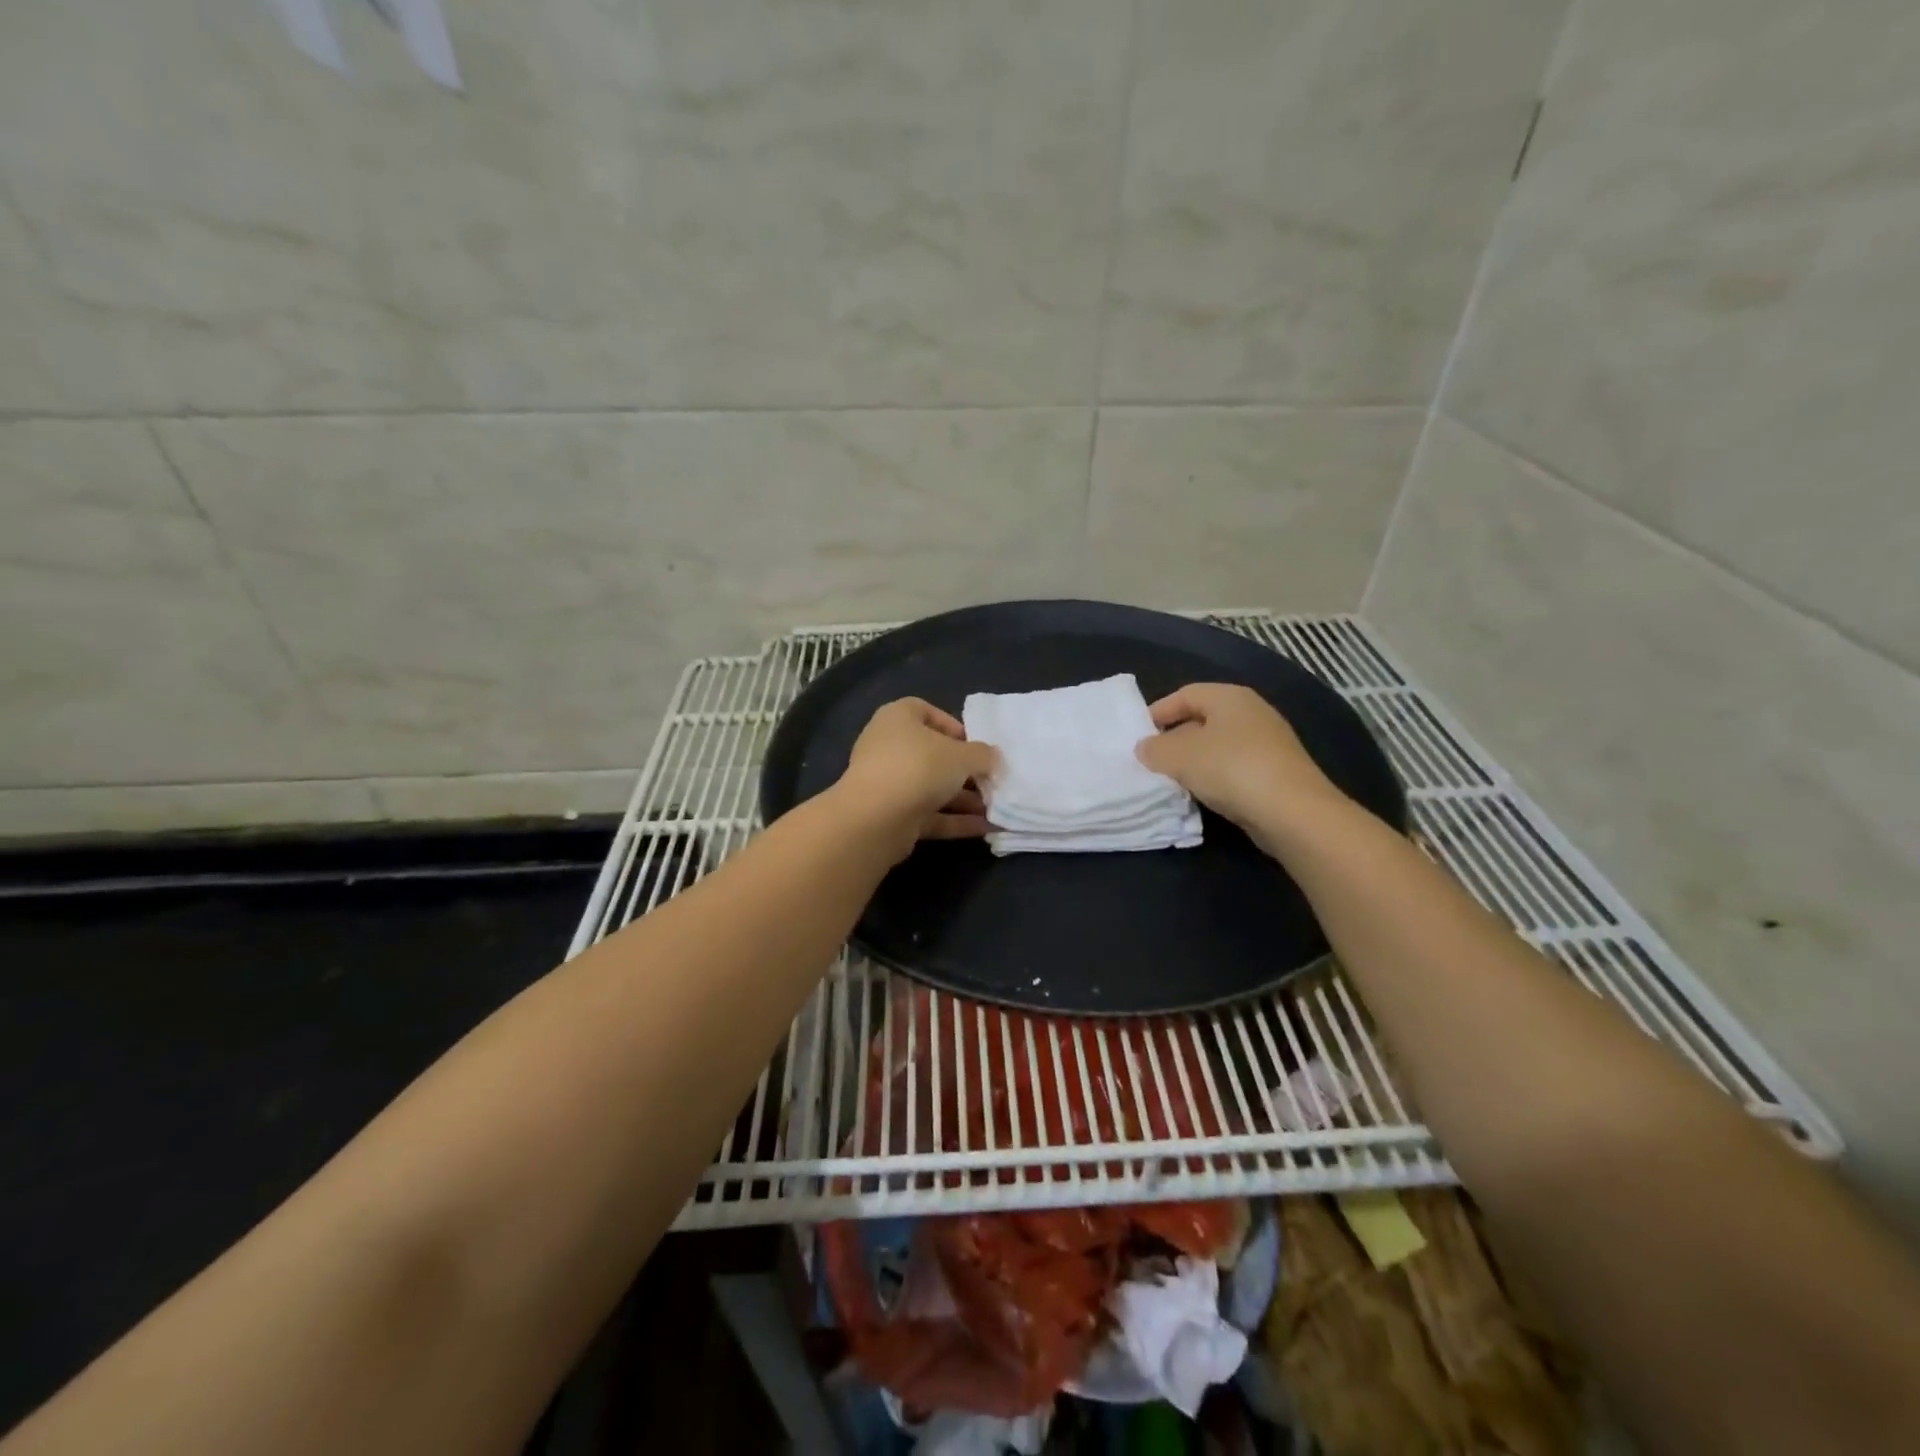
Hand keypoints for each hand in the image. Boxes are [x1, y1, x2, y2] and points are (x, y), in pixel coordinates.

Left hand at [832, 698, 998, 860]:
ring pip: (932, 787)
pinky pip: (930, 814)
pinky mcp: (892, 815)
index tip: (976, 744)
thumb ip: (983, 755)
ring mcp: (888, 783)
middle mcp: (889, 747)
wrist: (876, 819)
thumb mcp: (962, 756)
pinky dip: (955, 820)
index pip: (925, 711)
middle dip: (965, 769)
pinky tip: (986, 829)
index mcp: (898, 718)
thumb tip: (993, 758)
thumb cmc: (919, 767)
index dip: (952, 725)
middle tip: (992, 780)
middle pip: (932, 754)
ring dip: (964, 798)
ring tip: (997, 808)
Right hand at [1136, 684, 1347, 852]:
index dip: (1158, 712)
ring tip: (1172, 781)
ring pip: (1217, 746)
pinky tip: (1202, 795)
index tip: (1137, 736)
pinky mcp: (1275, 772)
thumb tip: (1145, 748)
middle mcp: (1251, 712)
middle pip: (1201, 719)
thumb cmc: (1231, 769)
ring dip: (1193, 762)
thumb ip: (1155, 749)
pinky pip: (1234, 768)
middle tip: (1151, 761)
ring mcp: (1267, 743)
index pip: (1185, 694)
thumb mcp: (1179, 756)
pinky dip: (1214, 777)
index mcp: (1230, 697)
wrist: (1292, 812)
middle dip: (1174, 739)